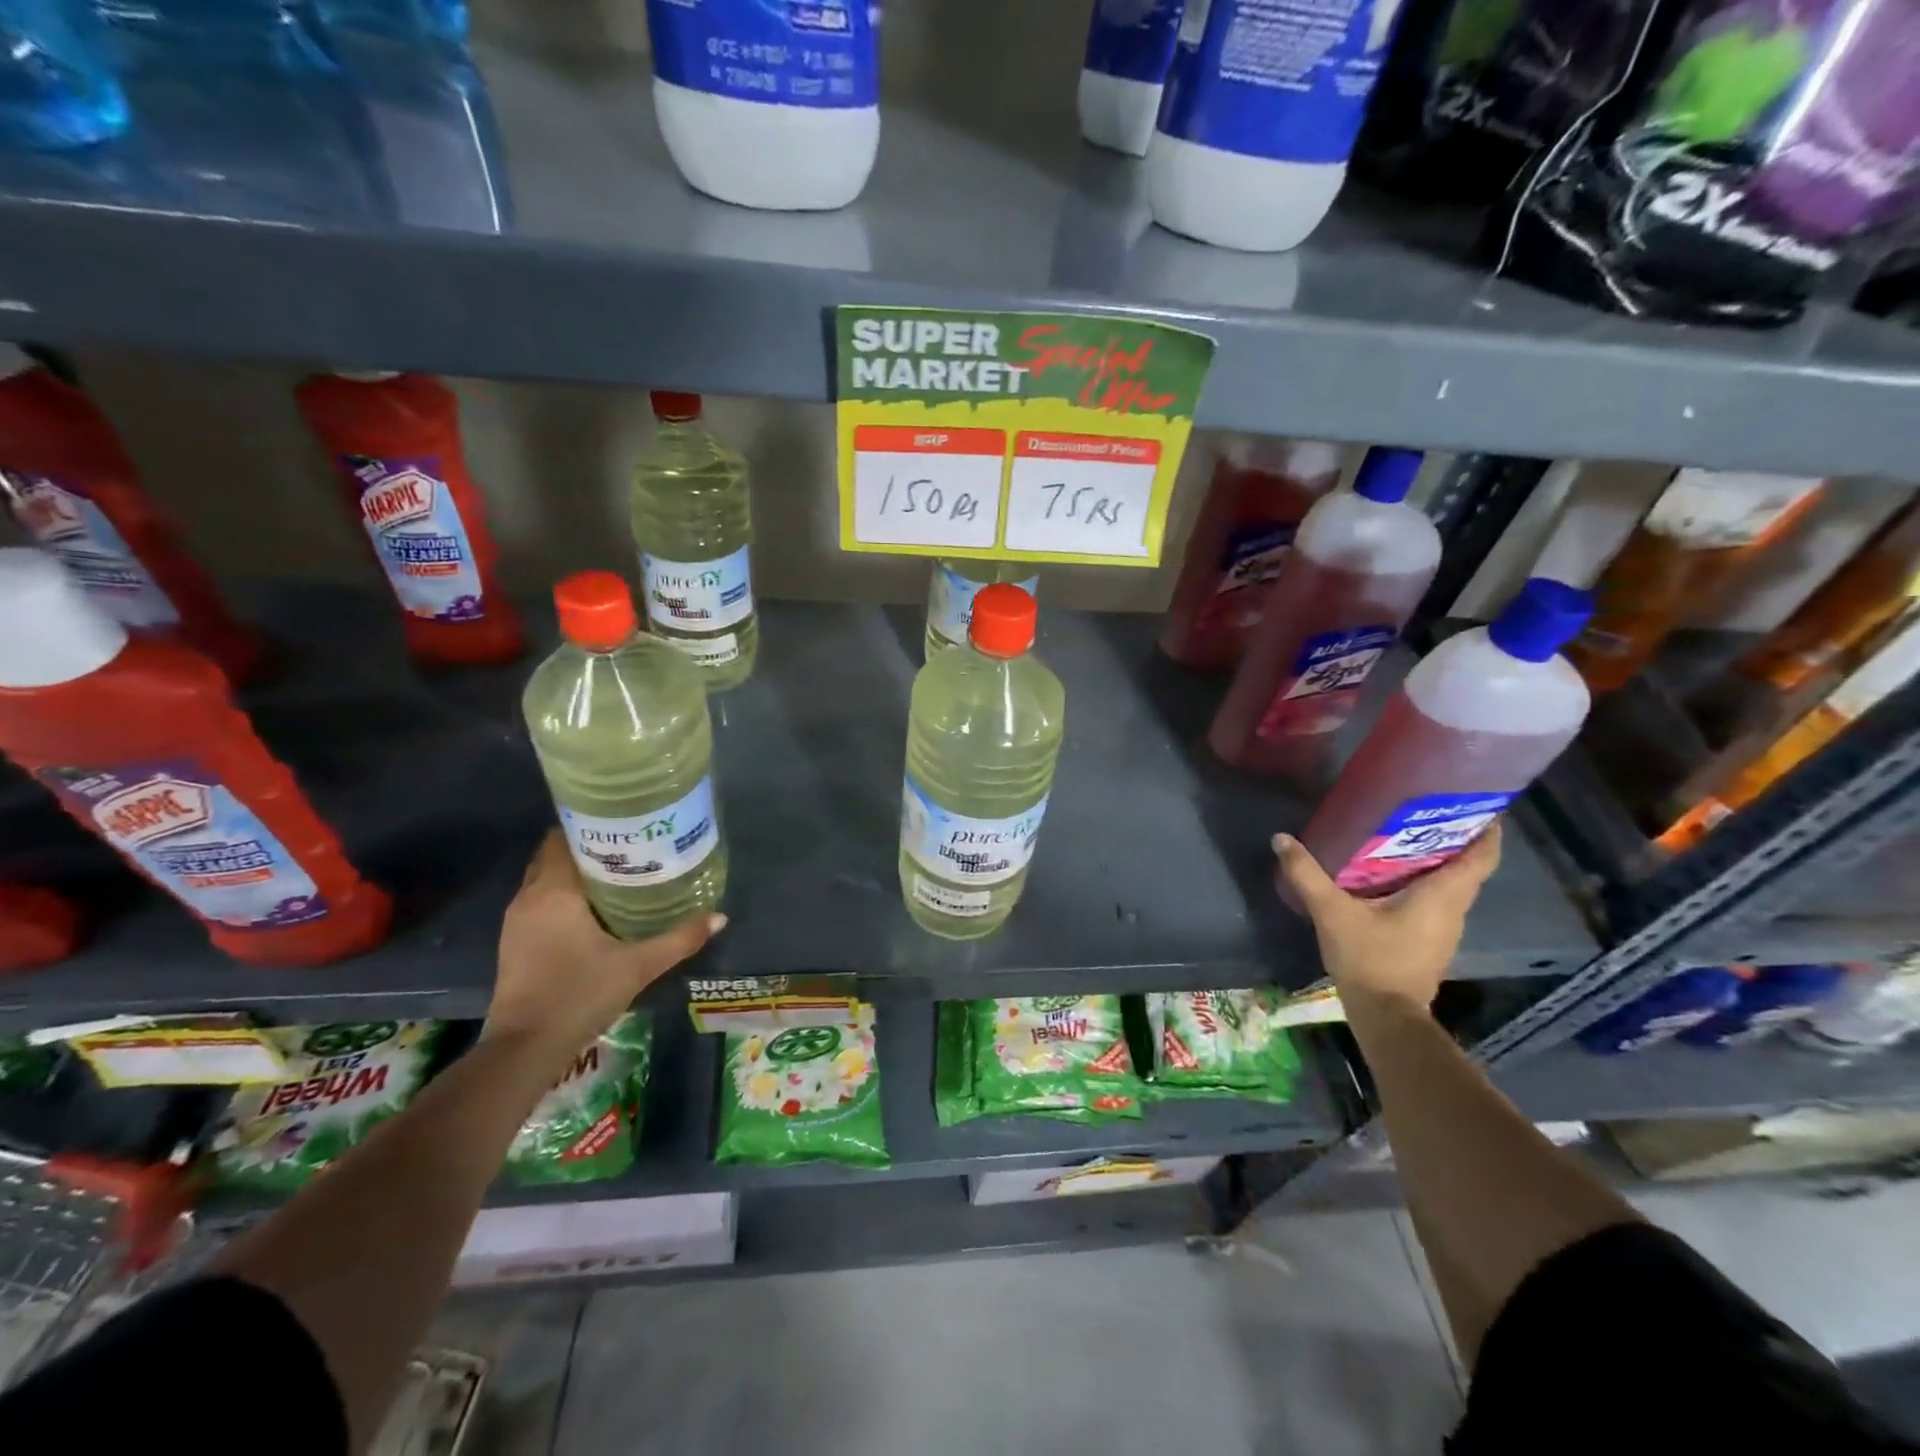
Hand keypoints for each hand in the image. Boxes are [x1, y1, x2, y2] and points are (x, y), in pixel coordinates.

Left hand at [488, 831, 723, 1062]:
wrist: (524, 1050)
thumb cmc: (580, 995)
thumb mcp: (639, 966)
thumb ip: (680, 938)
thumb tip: (720, 917)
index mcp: (554, 891)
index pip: (563, 838)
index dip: (592, 826)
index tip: (626, 825)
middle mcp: (529, 898)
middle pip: (555, 856)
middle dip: (588, 848)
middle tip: (631, 847)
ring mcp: (516, 922)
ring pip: (546, 880)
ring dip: (576, 873)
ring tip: (619, 873)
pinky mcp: (515, 943)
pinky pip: (541, 902)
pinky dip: (565, 896)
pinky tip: (596, 909)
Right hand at [1273, 823, 1501, 1018]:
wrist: (1385, 1015)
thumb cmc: (1369, 958)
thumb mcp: (1332, 912)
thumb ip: (1306, 874)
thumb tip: (1282, 839)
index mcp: (1442, 896)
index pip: (1482, 857)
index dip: (1488, 830)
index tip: (1479, 804)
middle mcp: (1453, 910)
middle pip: (1469, 868)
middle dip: (1457, 839)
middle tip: (1429, 811)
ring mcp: (1445, 929)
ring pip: (1454, 886)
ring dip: (1441, 863)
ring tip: (1409, 837)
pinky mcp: (1431, 942)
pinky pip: (1438, 903)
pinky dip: (1427, 884)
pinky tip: (1395, 877)